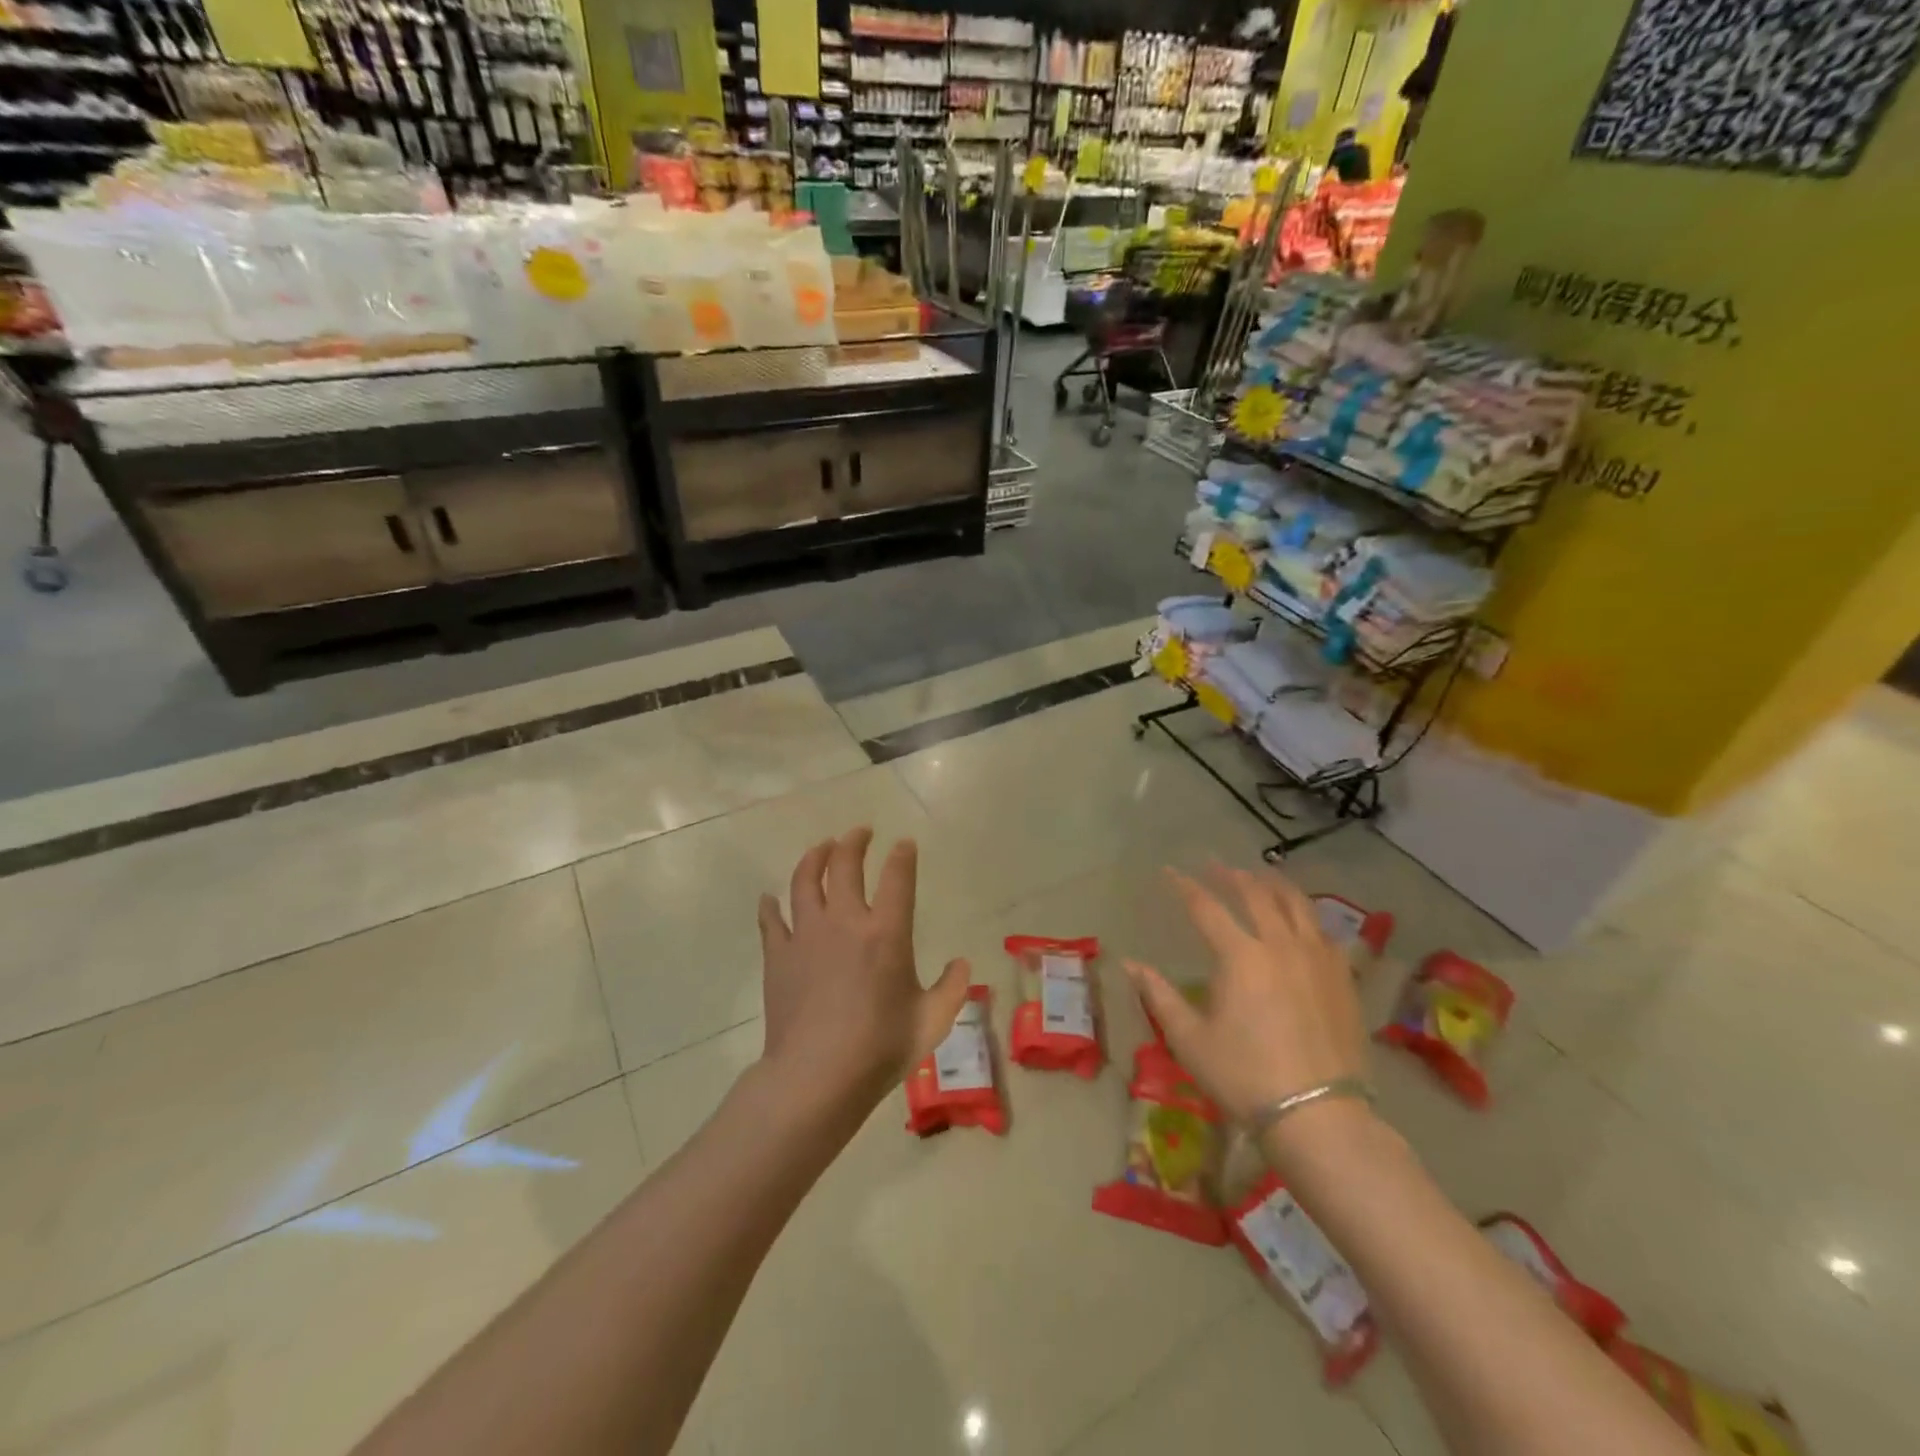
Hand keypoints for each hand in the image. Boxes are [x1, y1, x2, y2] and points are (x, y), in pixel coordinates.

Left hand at [757, 828, 970, 1118]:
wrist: (817, 1076)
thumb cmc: (880, 1049)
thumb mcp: (931, 1022)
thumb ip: (952, 989)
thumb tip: (963, 964)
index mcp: (886, 932)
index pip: (897, 877)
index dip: (902, 855)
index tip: (904, 844)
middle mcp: (845, 921)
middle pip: (845, 864)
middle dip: (855, 841)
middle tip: (860, 832)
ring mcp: (807, 935)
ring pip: (805, 880)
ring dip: (814, 857)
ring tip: (821, 847)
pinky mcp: (778, 956)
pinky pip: (771, 920)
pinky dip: (770, 906)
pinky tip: (769, 898)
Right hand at [1124, 865, 1367, 1128]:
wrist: (1319, 1116)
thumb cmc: (1244, 1077)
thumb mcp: (1190, 1039)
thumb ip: (1159, 995)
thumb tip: (1129, 963)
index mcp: (1240, 956)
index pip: (1206, 907)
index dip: (1185, 886)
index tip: (1169, 871)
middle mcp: (1280, 945)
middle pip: (1256, 895)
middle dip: (1230, 875)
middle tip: (1214, 864)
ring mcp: (1318, 959)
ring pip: (1297, 904)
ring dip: (1273, 884)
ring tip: (1261, 875)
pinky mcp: (1343, 978)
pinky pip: (1324, 931)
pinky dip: (1306, 915)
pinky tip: (1301, 919)